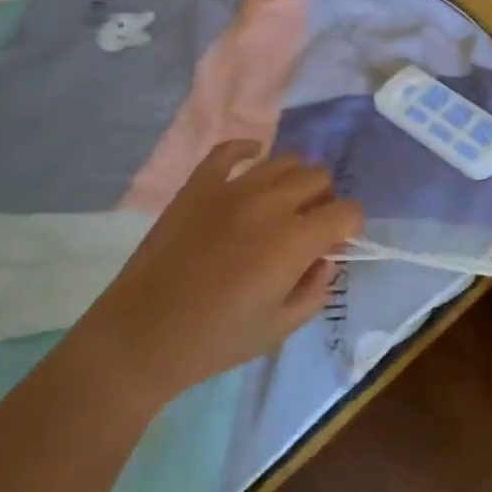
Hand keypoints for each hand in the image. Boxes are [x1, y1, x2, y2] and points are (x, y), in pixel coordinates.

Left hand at [81, 142, 362, 404]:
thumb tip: (324, 261)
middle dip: (324, 201)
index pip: (347, 212)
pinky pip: (230, 150)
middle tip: (307, 227)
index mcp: (294, 241)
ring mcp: (232, 188)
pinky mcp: (199, 185)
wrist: (140, 337)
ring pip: (284, 161)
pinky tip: (252, 161)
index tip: (337, 244)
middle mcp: (270, 204)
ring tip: (281, 204)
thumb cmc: (215, 341)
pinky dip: (248, 151)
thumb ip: (315, 291)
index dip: (350, 228)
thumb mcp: (279, 328)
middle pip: (319, 179)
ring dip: (293, 180)